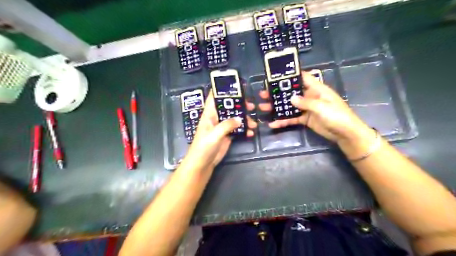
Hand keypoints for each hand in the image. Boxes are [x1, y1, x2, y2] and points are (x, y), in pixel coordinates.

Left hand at [183, 91, 259, 170]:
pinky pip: (237, 129)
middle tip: (251, 106)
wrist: (202, 164)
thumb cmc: (203, 147)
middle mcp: (216, 118)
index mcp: (209, 115)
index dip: (222, 90)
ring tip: (254, 122)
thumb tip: (239, 119)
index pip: (214, 98)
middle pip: (228, 107)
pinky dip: (244, 130)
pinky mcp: (227, 136)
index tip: (234, 86)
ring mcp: (222, 127)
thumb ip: (226, 125)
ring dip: (244, 119)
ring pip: (234, 118)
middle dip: (239, 105)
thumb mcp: (214, 135)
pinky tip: (250, 132)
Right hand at [258, 71, 371, 144]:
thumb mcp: (322, 107)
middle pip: (291, 92)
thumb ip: (305, 102)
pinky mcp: (305, 119)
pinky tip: (273, 123)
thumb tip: (290, 99)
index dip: (291, 75)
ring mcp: (306, 108)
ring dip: (277, 107)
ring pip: (289, 106)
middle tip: (263, 94)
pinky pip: (292, 118)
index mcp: (316, 89)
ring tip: (263, 107)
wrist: (345, 133)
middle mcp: (309, 96)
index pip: (302, 78)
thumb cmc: (337, 115)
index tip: (276, 75)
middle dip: (278, 93)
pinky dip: (283, 121)